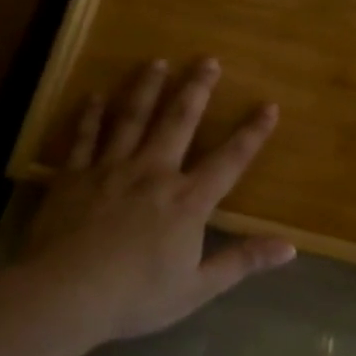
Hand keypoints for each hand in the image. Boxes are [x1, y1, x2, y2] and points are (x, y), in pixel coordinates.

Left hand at [17, 57, 293, 344]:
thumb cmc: (137, 296)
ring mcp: (111, 169)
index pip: (229, 161)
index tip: (268, 105)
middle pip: (178, 122)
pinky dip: (89, 115)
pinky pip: (83, 138)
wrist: (65, 294)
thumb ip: (243, 261)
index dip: (252, 133)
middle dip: (196, 89)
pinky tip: (93, 95)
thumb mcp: (199, 287)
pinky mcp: (73, 176)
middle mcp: (153, 173)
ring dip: (146, 88)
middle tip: (208, 59)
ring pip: (131, 118)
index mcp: (187, 201)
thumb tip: (290, 247)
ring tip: (156, 61)